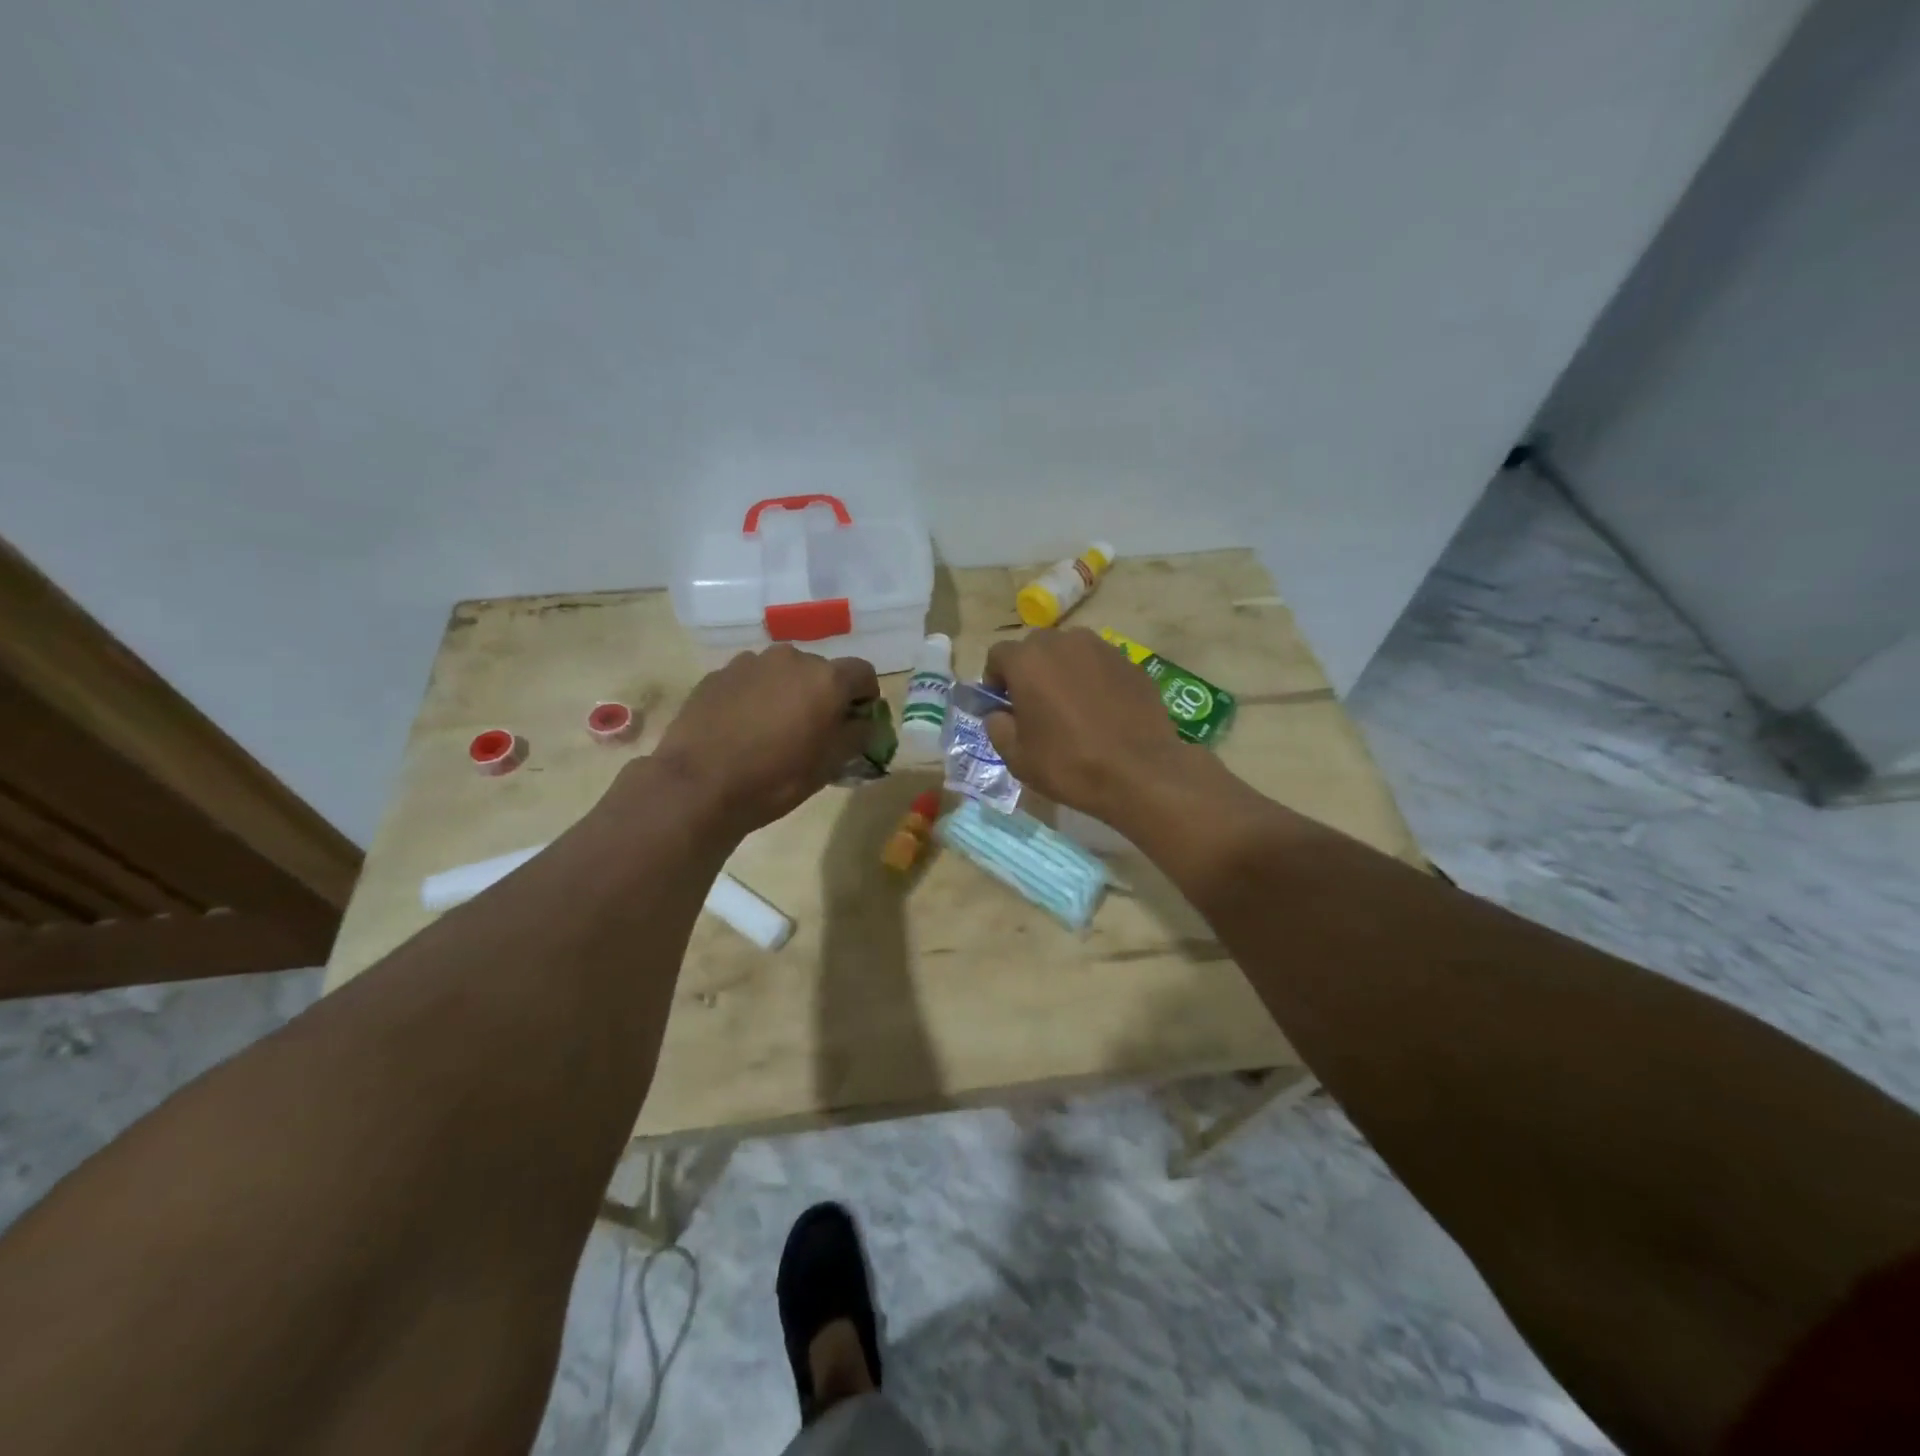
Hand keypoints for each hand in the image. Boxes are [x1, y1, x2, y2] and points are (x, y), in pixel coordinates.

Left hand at [653, 646, 879, 834]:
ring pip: (783, 673)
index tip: (856, 722)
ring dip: (788, 693)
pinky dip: (756, 697)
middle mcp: (791, 658)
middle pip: (821, 671)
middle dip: (824, 695)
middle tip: (814, 730)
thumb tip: (866, 722)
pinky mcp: (717, 674)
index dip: (865, 697)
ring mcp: (750, 663)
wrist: (698, 785)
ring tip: (774, 729)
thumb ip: (857, 735)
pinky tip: (742, 728)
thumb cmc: (775, 778)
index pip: (863, 673)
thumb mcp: (829, 765)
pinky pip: (750, 680)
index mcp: (826, 678)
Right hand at [983, 628, 1187, 821]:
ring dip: (1063, 671)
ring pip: (1070, 652)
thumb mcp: (1017, 757)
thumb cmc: (1069, 765)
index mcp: (1028, 661)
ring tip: (1071, 706)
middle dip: (1029, 671)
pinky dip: (1094, 680)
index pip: (998, 655)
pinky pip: (1100, 665)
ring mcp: (1102, 649)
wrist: (1141, 774)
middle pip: (1036, 648)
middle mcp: (1064, 642)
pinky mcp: (1131, 663)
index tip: (1002, 705)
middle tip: (1035, 706)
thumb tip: (999, 714)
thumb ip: (997, 727)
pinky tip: (1102, 712)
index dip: (995, 680)